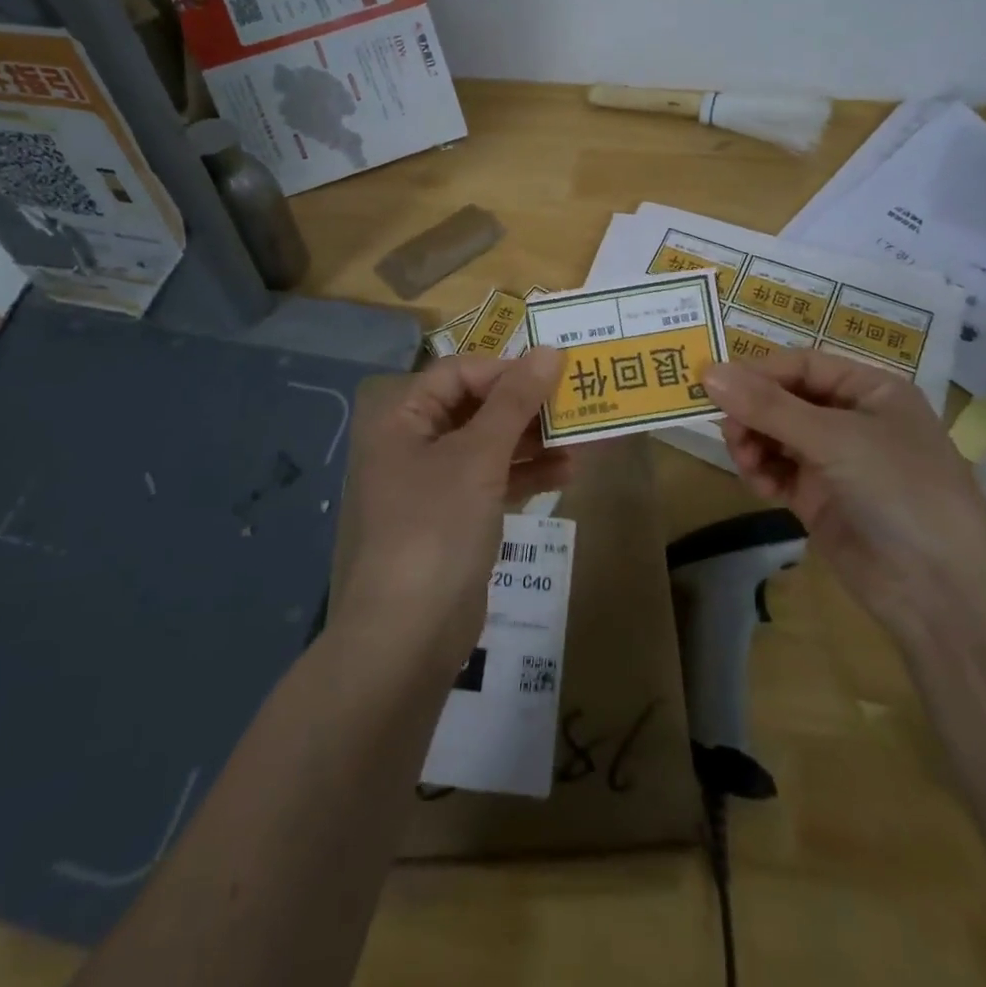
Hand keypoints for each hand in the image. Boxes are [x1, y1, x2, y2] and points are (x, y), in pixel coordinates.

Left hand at [333, 347, 566, 663]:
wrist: (407, 636)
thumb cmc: (436, 528)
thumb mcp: (478, 457)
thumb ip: (514, 402)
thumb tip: (549, 351)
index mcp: (403, 419)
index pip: (458, 373)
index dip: (505, 370)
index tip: (553, 375)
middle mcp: (414, 445)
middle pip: (476, 408)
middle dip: (526, 406)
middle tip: (576, 402)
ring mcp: (434, 485)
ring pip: (489, 447)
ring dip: (533, 441)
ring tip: (582, 437)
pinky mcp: (455, 520)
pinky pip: (494, 482)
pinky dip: (526, 476)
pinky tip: (567, 473)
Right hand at [702, 351, 985, 628]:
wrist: (941, 589)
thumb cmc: (900, 489)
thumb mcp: (835, 438)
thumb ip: (769, 406)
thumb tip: (708, 372)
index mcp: (870, 390)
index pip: (802, 366)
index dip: (758, 372)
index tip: (714, 385)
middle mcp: (851, 420)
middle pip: (784, 400)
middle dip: (753, 412)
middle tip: (729, 431)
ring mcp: (835, 461)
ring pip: (775, 436)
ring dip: (753, 442)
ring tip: (746, 460)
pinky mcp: (818, 499)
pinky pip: (778, 472)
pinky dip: (762, 472)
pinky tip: (758, 483)